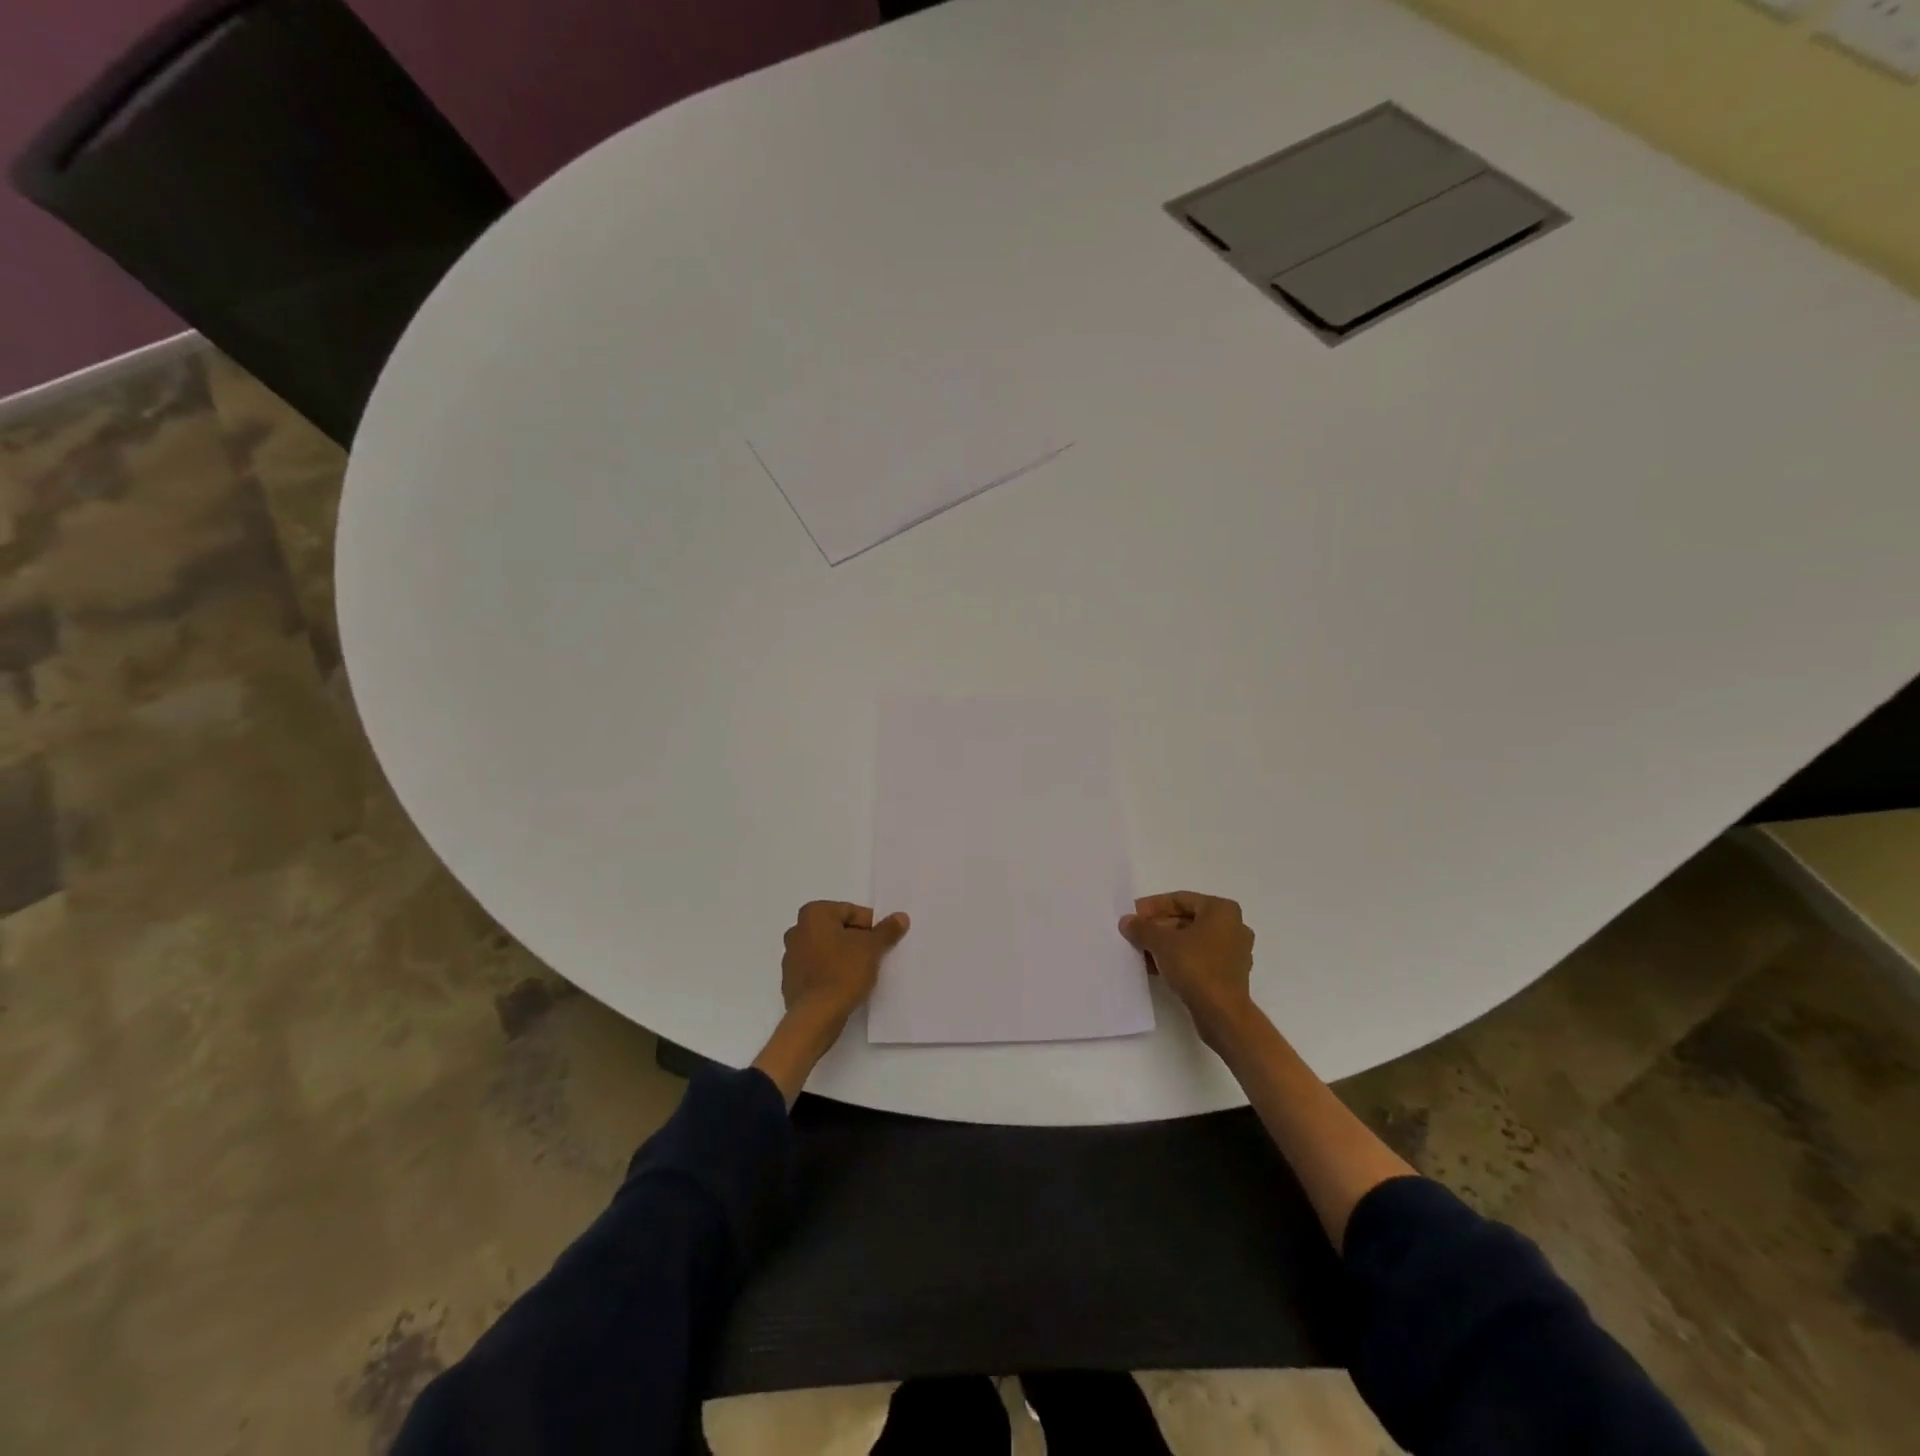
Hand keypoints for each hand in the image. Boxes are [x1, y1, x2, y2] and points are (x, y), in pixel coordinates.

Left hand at [780, 900, 910, 1027]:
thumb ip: (887, 930)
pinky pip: (817, 969)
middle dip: (856, 940)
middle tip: (875, 955)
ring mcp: (790, 957)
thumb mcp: (872, 948)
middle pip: (837, 929)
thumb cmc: (843, 972)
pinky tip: (845, 985)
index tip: (883, 941)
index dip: (871, 926)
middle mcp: (797, 930)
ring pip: (826, 949)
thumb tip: (901, 917)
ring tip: (862, 972)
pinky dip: (831, 972)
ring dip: (843, 956)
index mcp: (814, 914)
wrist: (815, 1016)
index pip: (851, 912)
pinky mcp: (790, 980)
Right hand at [1120, 892, 1255, 1049]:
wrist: (1222, 1014)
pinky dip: (1178, 959)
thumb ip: (1142, 928)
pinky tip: (1155, 967)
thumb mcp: (1162, 943)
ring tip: (1141, 951)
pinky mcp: (1229, 974)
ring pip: (1192, 941)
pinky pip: (1199, 958)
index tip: (1133, 914)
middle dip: (1158, 927)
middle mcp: (1233, 926)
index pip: (1180, 899)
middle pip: (1186, 920)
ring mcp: (1234, 952)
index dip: (1153, 906)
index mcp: (1222, 910)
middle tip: (1135, 933)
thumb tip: (1126, 921)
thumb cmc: (1196, 967)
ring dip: (1166, 945)